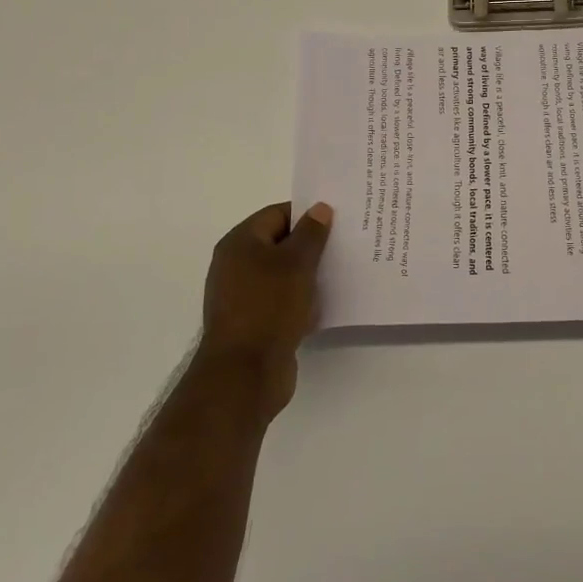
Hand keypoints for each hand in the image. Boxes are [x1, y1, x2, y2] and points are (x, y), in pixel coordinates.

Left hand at [197, 201, 332, 416]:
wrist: (245, 373)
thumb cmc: (269, 307)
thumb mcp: (296, 263)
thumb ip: (311, 234)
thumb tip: (319, 208)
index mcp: (240, 243)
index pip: (278, 214)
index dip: (308, 214)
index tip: (339, 219)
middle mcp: (236, 265)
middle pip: (280, 244)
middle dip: (312, 244)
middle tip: (346, 244)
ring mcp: (244, 296)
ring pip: (284, 274)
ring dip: (309, 274)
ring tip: (342, 272)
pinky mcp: (254, 322)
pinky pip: (283, 300)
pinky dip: (302, 299)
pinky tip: (326, 303)